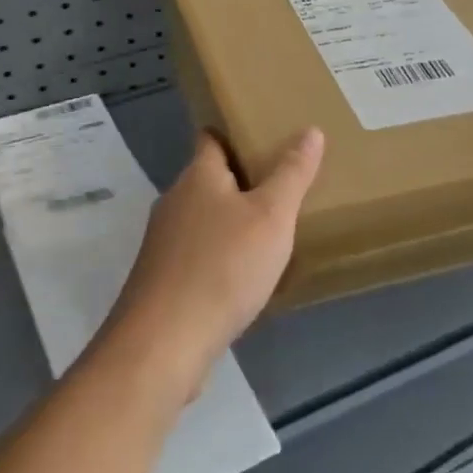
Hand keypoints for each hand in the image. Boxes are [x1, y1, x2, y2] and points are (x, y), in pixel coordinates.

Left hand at [102, 127, 324, 400]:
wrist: (164, 341)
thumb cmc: (223, 267)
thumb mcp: (271, 217)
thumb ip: (291, 174)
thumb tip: (310, 130)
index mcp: (198, 176)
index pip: (210, 138)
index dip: (233, 133)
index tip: (261, 134)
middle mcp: (174, 201)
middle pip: (207, 179)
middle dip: (238, 179)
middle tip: (279, 184)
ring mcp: (163, 242)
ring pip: (201, 218)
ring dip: (229, 220)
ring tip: (267, 230)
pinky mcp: (162, 278)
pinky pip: (196, 253)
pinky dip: (218, 255)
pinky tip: (241, 275)